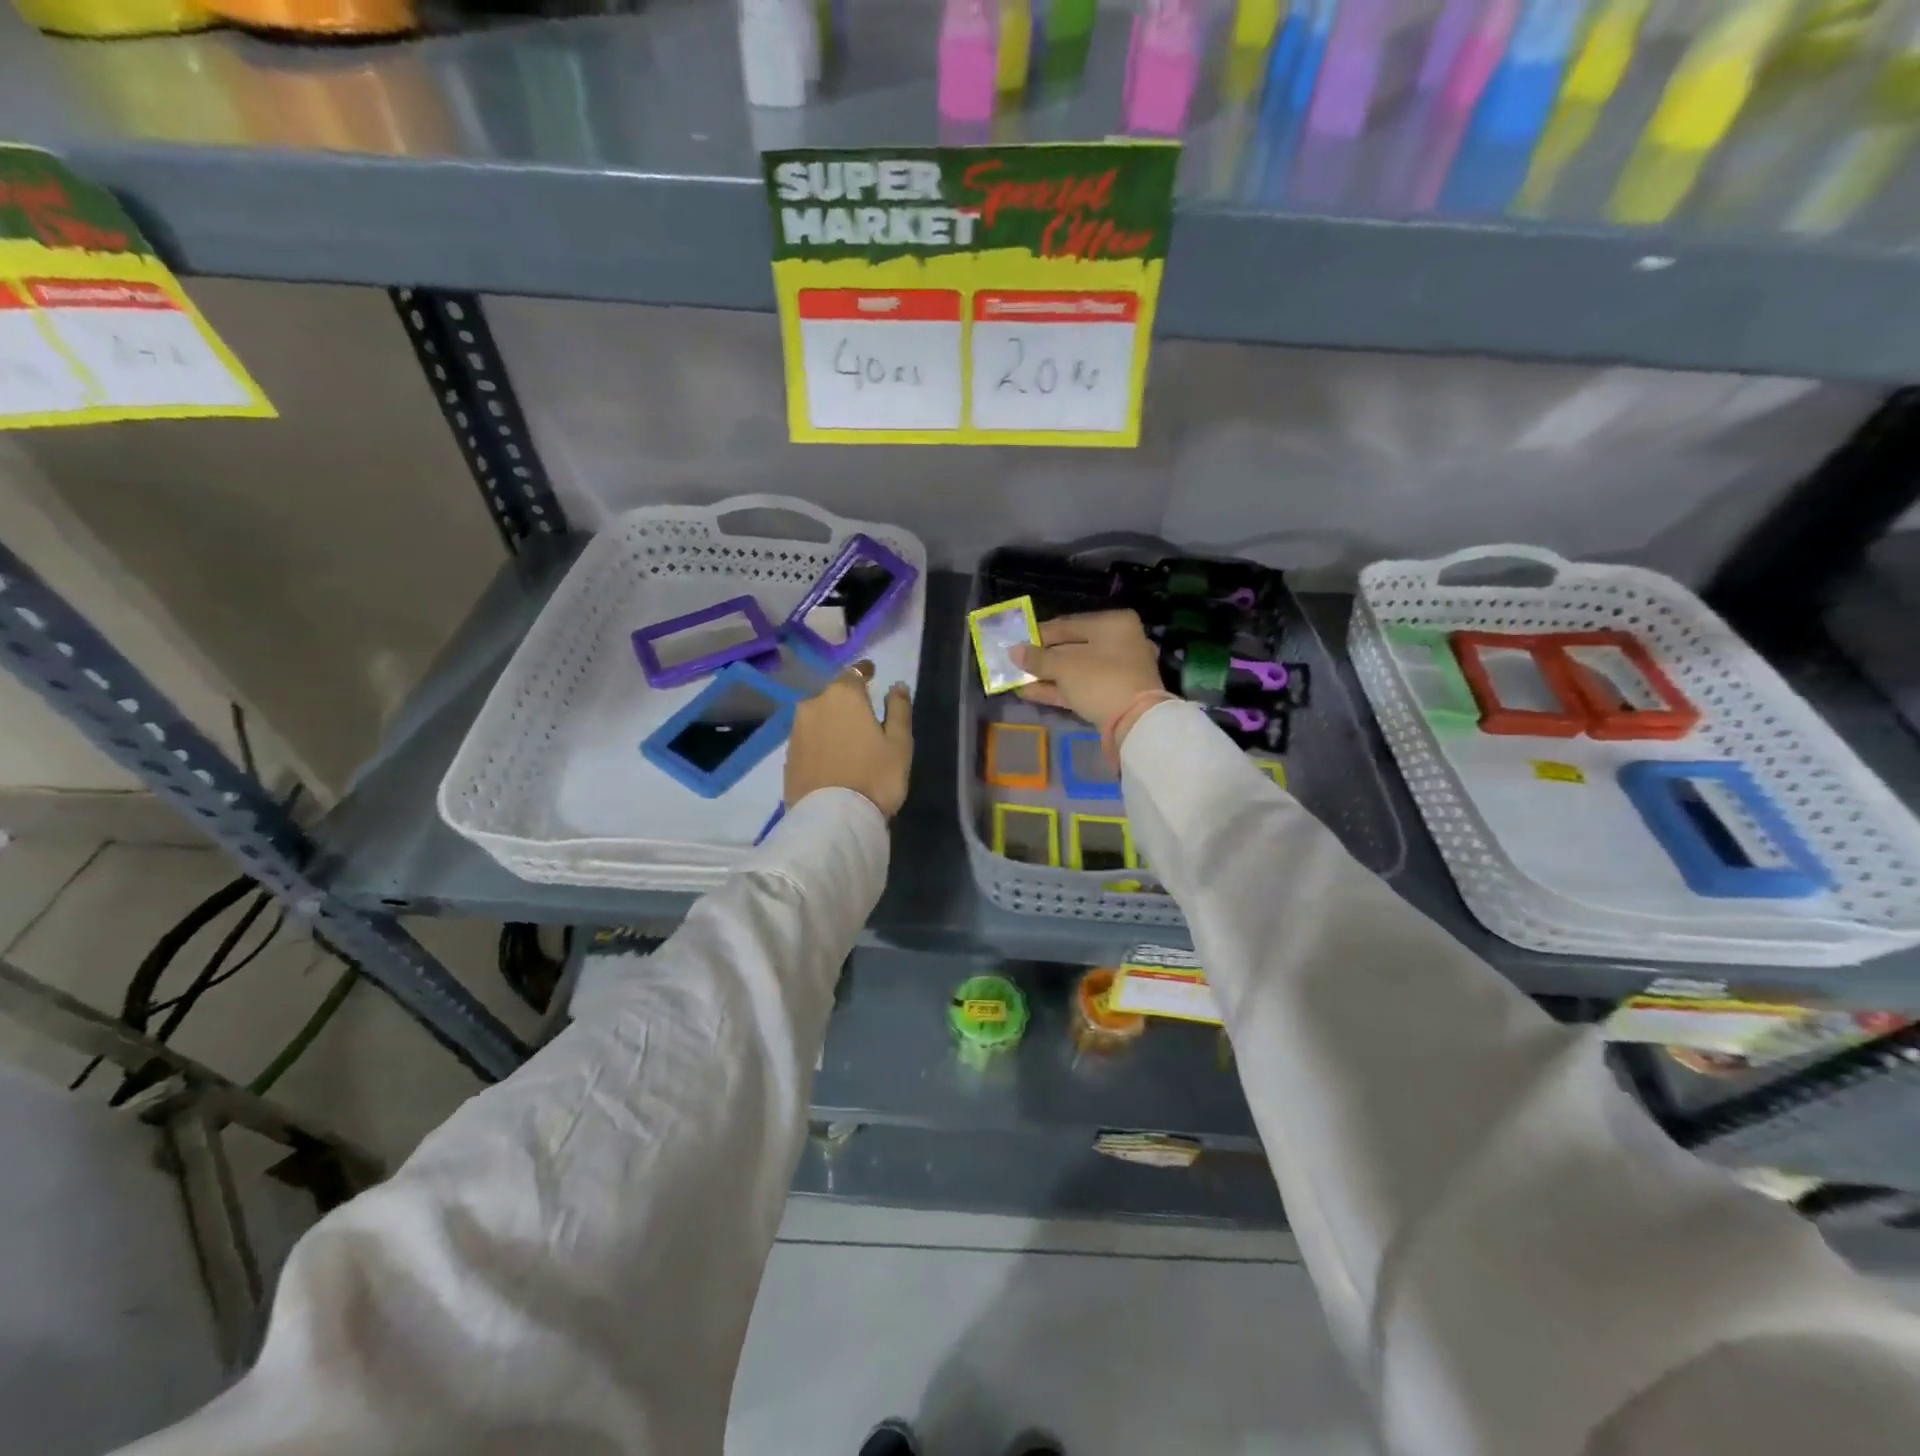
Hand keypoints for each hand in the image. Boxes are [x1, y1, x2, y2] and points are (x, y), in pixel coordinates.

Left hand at [785, 661, 913, 818]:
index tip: (872, 673)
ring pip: (818, 717)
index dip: (865, 671)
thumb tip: (896, 686)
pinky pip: (809, 739)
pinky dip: (820, 742)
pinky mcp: (787, 756)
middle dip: (847, 700)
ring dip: (832, 722)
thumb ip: (899, 710)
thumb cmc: (875, 776)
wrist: (832, 820)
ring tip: (847, 739)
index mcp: (843, 695)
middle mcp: (814, 705)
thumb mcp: (899, 743)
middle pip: (833, 695)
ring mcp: (796, 731)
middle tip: (863, 715)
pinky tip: (831, 757)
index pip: (854, 672)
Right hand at [1011, 611, 1164, 728]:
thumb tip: (1013, 651)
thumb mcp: (1064, 666)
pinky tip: (1030, 692)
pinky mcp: (1113, 694)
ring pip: (1075, 669)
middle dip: (1042, 658)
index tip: (1015, 643)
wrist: (1136, 724)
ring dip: (1047, 676)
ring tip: (1018, 680)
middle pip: (1071, 647)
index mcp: (1112, 624)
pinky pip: (1081, 686)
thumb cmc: (1101, 680)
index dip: (1038, 634)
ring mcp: (1118, 670)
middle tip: (1016, 664)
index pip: (1067, 624)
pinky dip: (1058, 689)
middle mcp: (1118, 642)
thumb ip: (1037, 658)